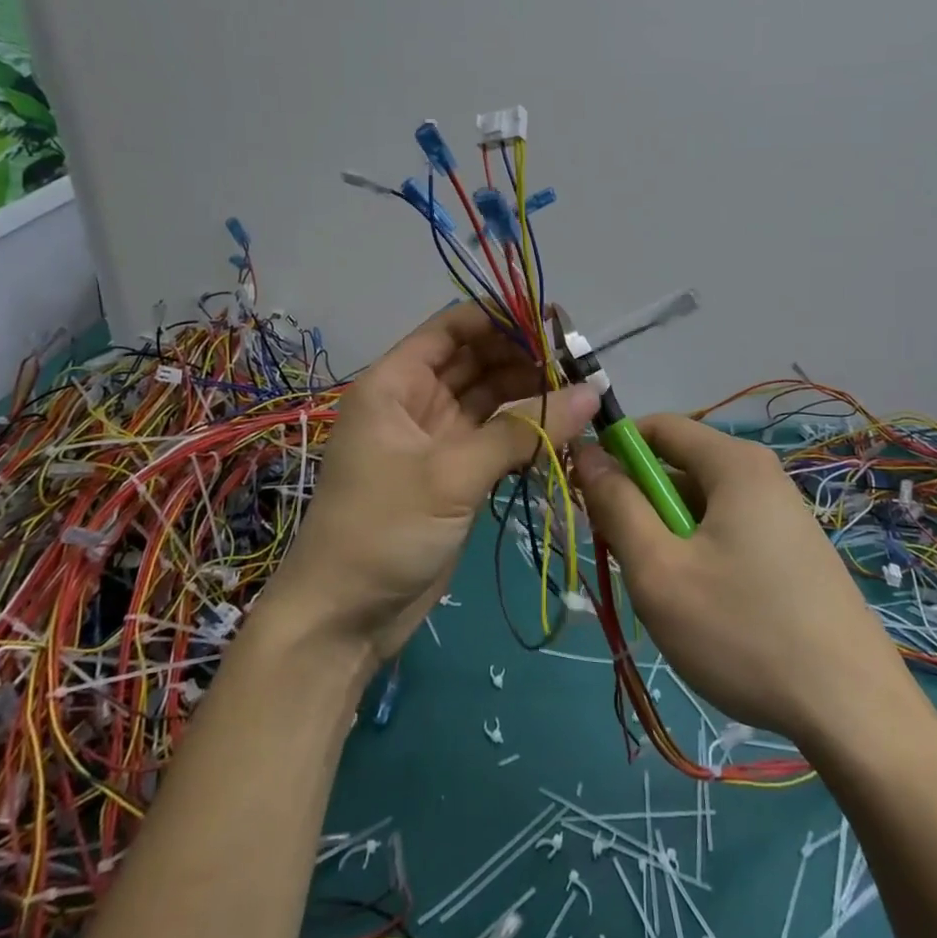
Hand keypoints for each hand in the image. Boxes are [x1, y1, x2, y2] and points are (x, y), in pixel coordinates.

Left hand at [259, 304, 599, 663]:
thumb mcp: (452, 473)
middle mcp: (416, 401)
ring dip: (530, 394)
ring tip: (581, 392)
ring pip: (490, 400)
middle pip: (476, 361)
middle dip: (523, 357)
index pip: (452, 328)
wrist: (344, 619)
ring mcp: (436, 439)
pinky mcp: (455, 473)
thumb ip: (523, 430)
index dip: (500, 318)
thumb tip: (592, 393)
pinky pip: (496, 438)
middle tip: (578, 362)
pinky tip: (563, 429)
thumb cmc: (383, 529)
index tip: (552, 320)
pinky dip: (526, 432)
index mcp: (395, 383)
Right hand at [575, 414, 909, 745]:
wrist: (854, 713)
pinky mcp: (794, 551)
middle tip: (625, 562)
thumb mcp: (660, 570)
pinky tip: (705, 611)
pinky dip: (700, 557)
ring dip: (669, 538)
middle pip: (679, 467)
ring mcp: (783, 514)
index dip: (613, 452)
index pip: (657, 427)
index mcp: (733, 462)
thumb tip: (586, 453)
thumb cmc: (744, 632)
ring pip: (701, 507)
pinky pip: (728, 532)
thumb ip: (616, 506)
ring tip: (667, 597)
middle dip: (641, 505)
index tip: (587, 498)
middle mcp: (762, 474)